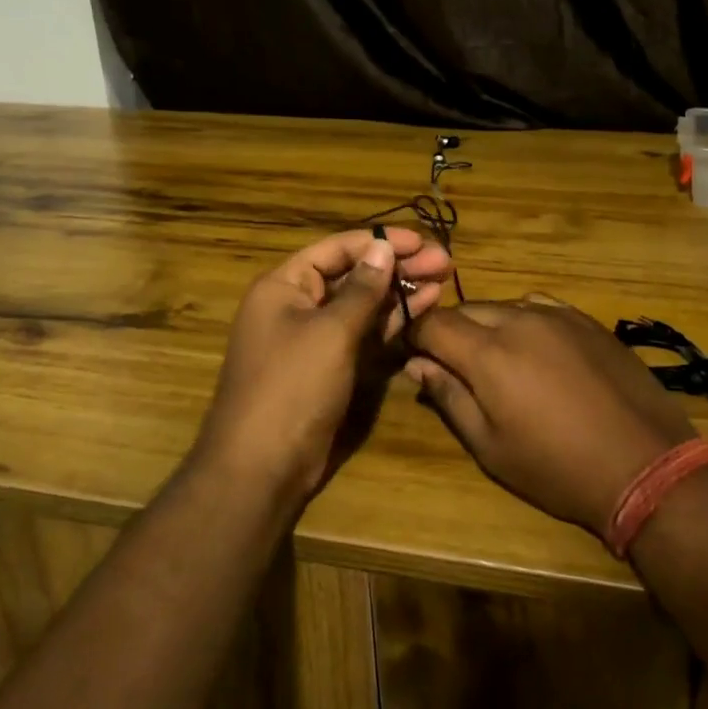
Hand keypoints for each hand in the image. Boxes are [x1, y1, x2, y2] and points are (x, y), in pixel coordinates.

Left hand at [193, 228, 451, 505]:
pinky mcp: (331, 365)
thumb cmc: (292, 387)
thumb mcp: (331, 332)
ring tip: (443, 280)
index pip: (337, 248)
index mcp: (284, 286)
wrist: (263, 467)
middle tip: (444, 262)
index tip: (422, 241)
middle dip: (397, 266)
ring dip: (400, 291)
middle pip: (353, 274)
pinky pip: (363, 333)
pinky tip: (424, 308)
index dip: (380, 242)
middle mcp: (297, 304)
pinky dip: (391, 321)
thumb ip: (361, 289)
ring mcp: (315, 337)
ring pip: (362, 303)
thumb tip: (382, 249)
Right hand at [404, 296, 698, 533]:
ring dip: (486, 325)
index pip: (432, 323)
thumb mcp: (490, 446)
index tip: (411, 355)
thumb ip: (449, 397)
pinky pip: (539, 306)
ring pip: (502, 305)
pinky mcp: (586, 319)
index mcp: (488, 353)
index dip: (414, 336)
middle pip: (465, 309)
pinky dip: (522, 320)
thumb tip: (417, 365)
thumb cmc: (557, 468)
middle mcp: (518, 320)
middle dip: (449, 331)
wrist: (645, 464)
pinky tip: (534, 348)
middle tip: (451, 364)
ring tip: (495, 360)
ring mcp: (557, 315)